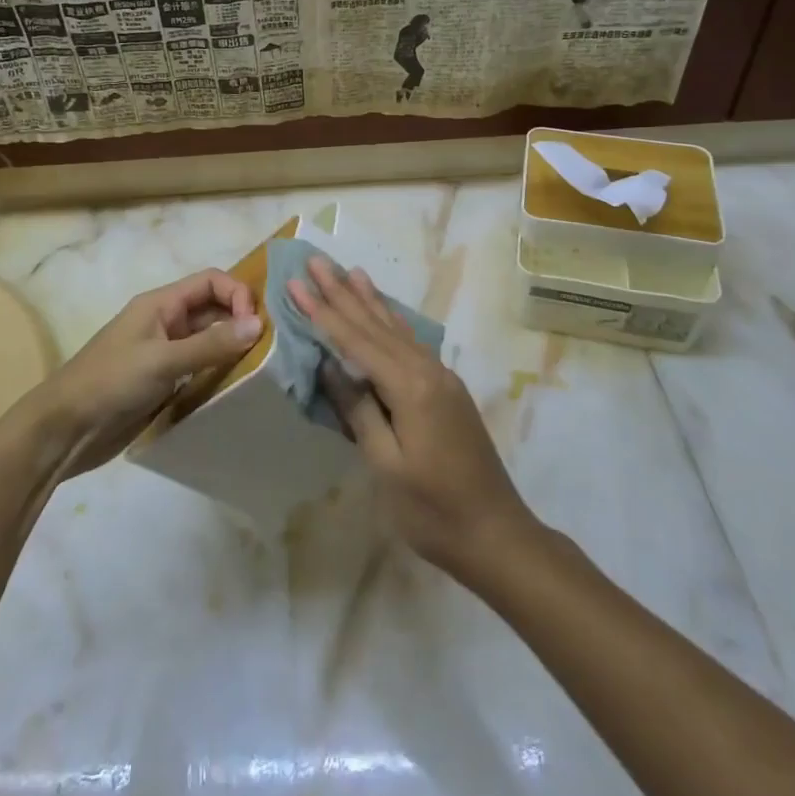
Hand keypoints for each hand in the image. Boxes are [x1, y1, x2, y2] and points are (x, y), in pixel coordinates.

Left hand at [35, 269, 261, 475]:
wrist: (64, 431)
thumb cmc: (110, 383)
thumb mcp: (162, 360)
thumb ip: (211, 344)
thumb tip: (258, 324)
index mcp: (160, 304)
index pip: (210, 281)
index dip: (237, 294)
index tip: (255, 325)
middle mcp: (165, 322)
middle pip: (212, 309)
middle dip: (239, 321)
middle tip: (267, 348)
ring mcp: (164, 353)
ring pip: (208, 340)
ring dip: (231, 348)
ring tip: (259, 368)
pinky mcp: (163, 382)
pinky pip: (199, 368)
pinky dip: (218, 372)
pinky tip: (235, 387)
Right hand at [289, 256, 534, 581]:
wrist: (497, 534)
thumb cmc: (434, 511)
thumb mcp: (387, 466)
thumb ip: (359, 411)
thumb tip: (332, 367)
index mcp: (410, 388)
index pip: (355, 341)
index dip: (323, 312)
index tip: (296, 283)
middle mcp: (427, 371)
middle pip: (376, 325)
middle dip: (342, 293)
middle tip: (316, 261)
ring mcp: (441, 378)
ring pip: (396, 329)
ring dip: (369, 300)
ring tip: (349, 272)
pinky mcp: (447, 389)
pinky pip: (410, 343)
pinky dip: (391, 322)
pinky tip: (384, 312)